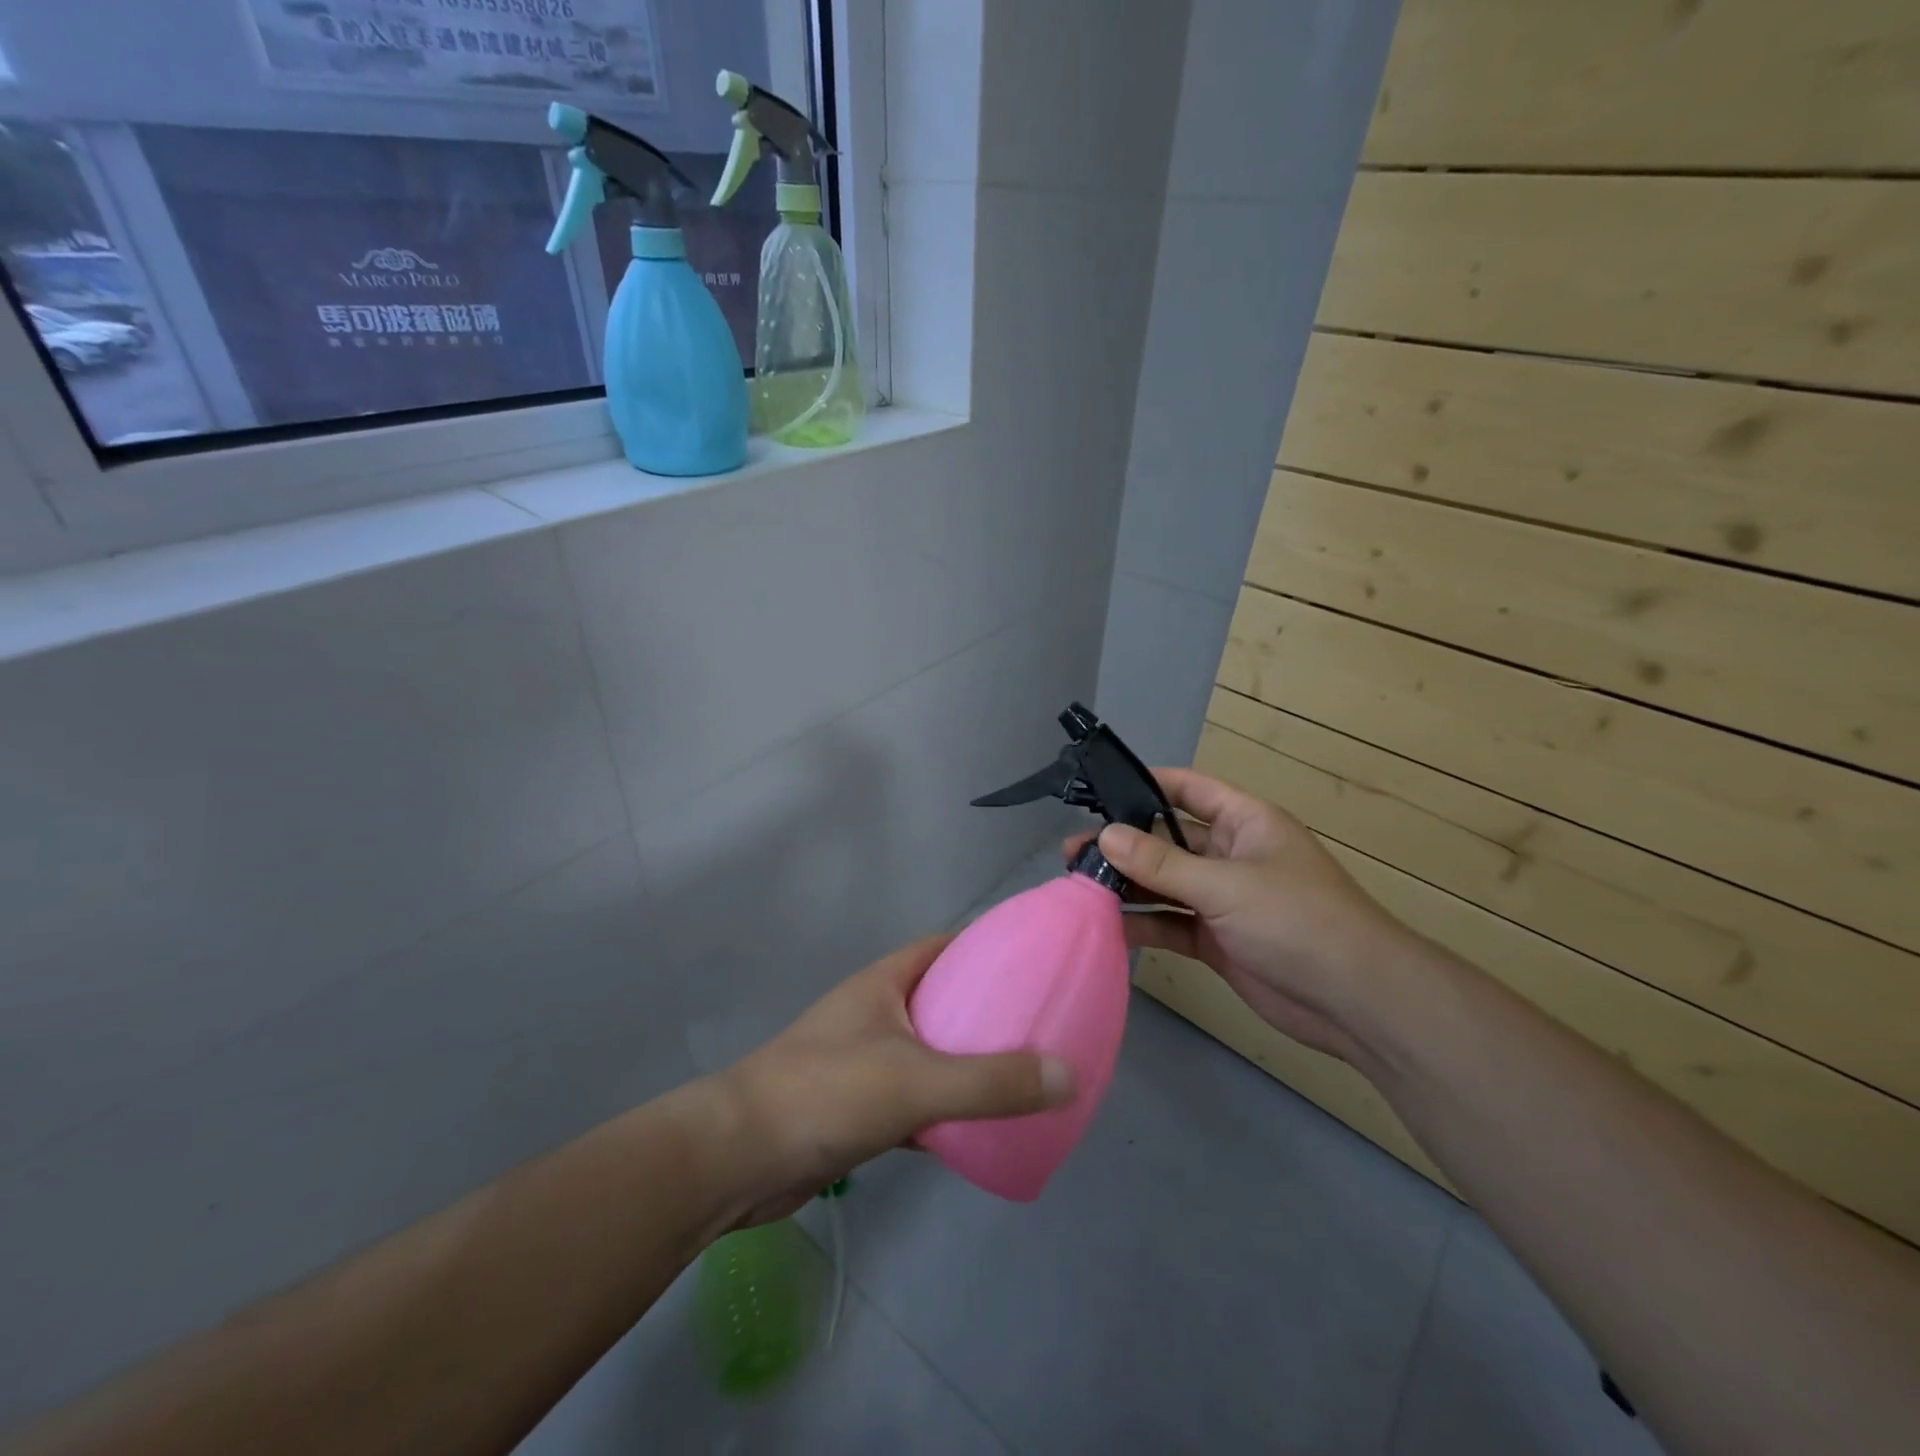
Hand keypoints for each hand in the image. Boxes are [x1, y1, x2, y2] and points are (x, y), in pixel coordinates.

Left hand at [711, 936, 1076, 1225]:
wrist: (737, 1158)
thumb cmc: (826, 1093)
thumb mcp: (918, 1080)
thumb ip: (992, 1081)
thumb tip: (1069, 1075)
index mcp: (883, 984)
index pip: (943, 948)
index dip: (986, 948)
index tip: (1032, 963)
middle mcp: (873, 1014)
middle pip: (940, 1000)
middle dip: (984, 1011)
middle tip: (1038, 1027)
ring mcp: (861, 1061)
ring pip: (928, 1053)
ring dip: (966, 1064)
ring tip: (1020, 1076)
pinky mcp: (854, 1109)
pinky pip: (913, 1100)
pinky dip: (942, 1110)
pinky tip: (976, 1130)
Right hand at [1065, 769, 1416, 1065]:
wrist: (1356, 1002)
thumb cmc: (1298, 921)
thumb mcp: (1226, 885)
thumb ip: (1162, 864)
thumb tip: (1105, 835)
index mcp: (1244, 822)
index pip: (1186, 789)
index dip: (1144, 784)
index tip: (1096, 792)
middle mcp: (1230, 855)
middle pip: (1166, 840)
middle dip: (1123, 844)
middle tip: (1072, 853)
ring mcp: (1222, 900)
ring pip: (1164, 884)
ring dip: (1127, 886)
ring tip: (1078, 887)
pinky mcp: (1217, 940)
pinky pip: (1171, 924)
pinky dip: (1143, 925)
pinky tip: (1107, 926)